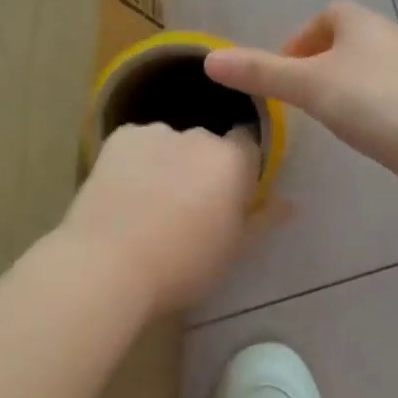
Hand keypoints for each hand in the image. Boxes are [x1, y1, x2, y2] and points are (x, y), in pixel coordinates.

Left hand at [60, 122, 259, 314]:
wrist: (106, 265)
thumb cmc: (182, 265)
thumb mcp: (233, 250)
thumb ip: (263, 220)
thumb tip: (290, 204)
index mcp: (233, 161)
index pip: (249, 144)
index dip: (241, 168)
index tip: (229, 195)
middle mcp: (198, 136)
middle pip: (208, 144)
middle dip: (203, 167)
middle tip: (188, 207)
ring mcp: (155, 133)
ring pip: (170, 144)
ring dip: (168, 162)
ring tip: (149, 202)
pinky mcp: (118, 138)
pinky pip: (137, 145)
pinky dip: (136, 161)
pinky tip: (123, 193)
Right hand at [206, 1, 397, 179]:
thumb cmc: (368, 102)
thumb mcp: (306, 86)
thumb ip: (260, 72)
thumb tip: (210, 60)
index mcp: (362, 22)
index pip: (327, 15)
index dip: (301, 39)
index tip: (285, 71)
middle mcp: (391, 35)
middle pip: (348, 41)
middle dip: (321, 63)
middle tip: (301, 96)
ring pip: (369, 68)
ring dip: (345, 85)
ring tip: (328, 116)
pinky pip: (389, 92)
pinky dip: (370, 104)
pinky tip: (364, 132)